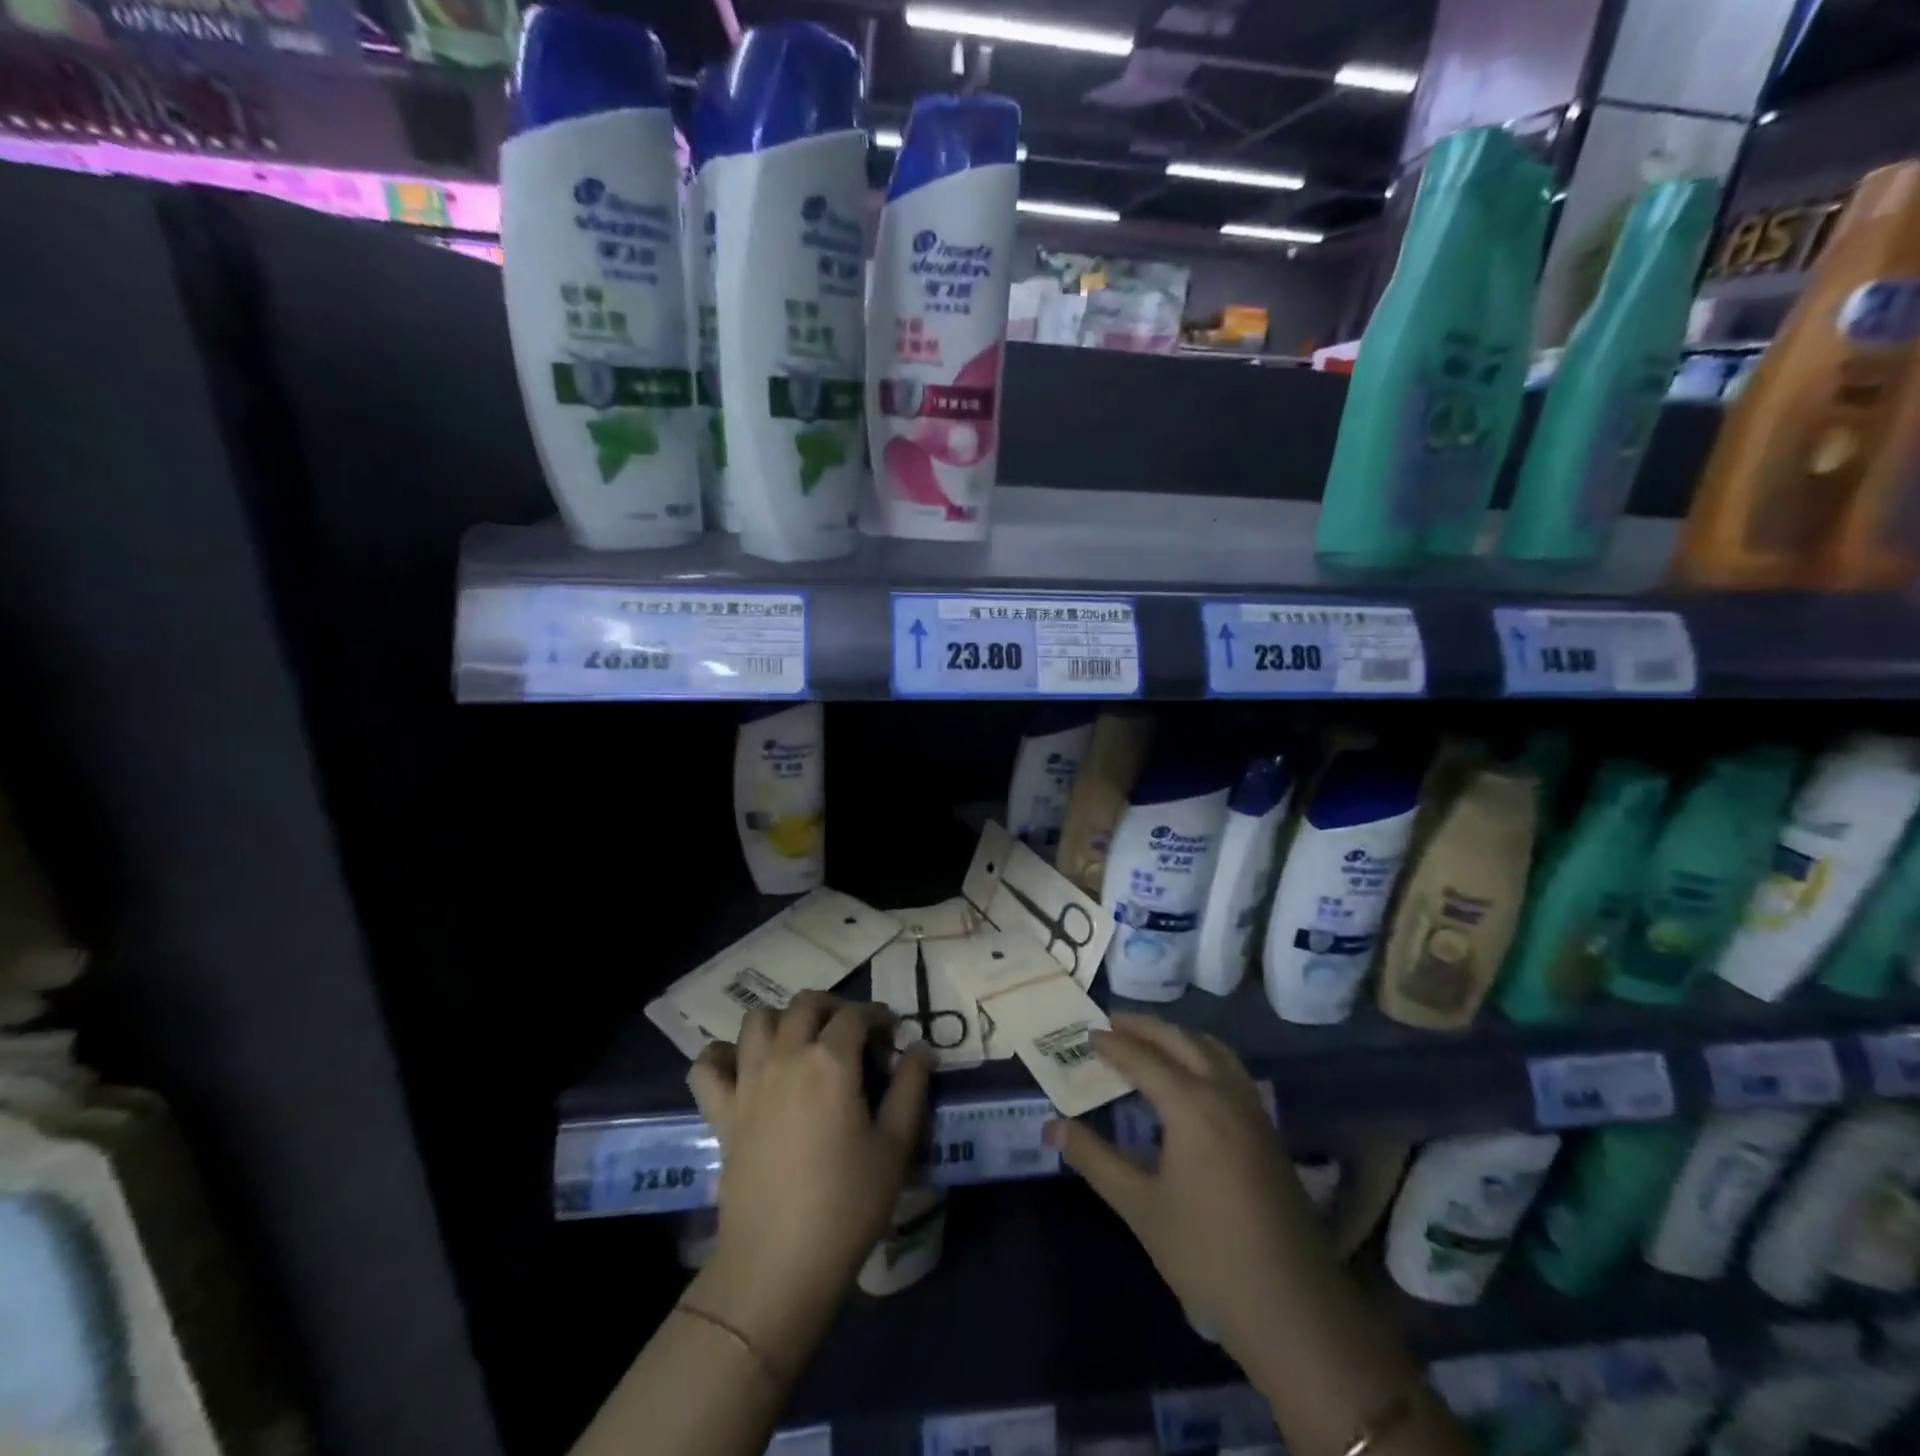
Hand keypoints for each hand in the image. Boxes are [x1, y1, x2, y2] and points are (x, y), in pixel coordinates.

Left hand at [686, 993, 932, 1371]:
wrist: (778, 1264)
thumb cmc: (847, 1205)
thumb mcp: (896, 1146)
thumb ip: (911, 1088)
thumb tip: (921, 1049)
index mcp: (831, 1060)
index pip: (856, 1014)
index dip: (878, 1016)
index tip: (892, 1036)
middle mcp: (786, 1056)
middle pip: (806, 1004)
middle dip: (833, 1007)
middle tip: (852, 1034)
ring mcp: (748, 1080)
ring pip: (757, 1020)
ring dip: (782, 1020)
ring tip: (802, 1043)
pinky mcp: (721, 1111)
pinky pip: (707, 1065)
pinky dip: (721, 1055)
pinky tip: (742, 1068)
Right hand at [1043, 1015, 1327, 1364]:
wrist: (1294, 1310)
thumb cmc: (1207, 1255)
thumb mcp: (1140, 1206)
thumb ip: (1094, 1159)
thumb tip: (1051, 1127)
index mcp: (1192, 1105)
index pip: (1144, 1059)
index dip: (1114, 1045)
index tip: (1087, 1034)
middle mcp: (1225, 1094)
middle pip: (1182, 1041)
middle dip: (1146, 1027)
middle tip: (1113, 1022)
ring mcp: (1253, 1111)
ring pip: (1213, 1050)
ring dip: (1178, 1037)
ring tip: (1149, 1041)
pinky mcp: (1268, 1132)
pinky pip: (1230, 1070)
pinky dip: (1202, 1056)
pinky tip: (1190, 1079)